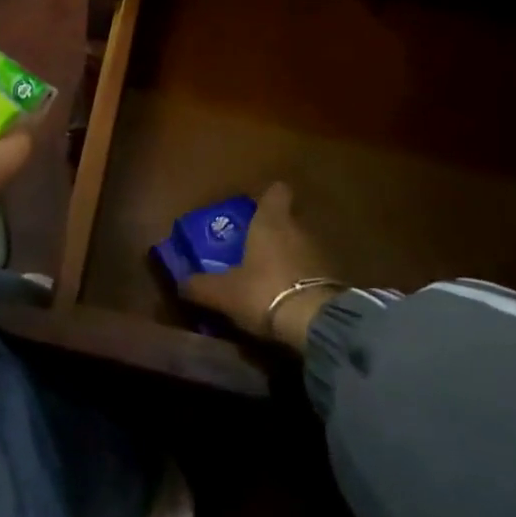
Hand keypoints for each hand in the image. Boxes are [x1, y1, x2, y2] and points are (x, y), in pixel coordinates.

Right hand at [183, 183, 337, 351]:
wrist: (317, 324)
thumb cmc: (264, 291)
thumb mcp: (223, 292)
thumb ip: (200, 286)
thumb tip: (180, 282)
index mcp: (271, 221)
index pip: (276, 192)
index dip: (268, 197)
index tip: (256, 208)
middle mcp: (298, 229)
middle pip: (288, 220)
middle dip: (273, 232)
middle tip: (252, 249)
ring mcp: (321, 254)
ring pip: (301, 246)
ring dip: (290, 258)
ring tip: (270, 278)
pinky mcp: (336, 280)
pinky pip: (314, 272)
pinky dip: (303, 280)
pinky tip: (290, 298)